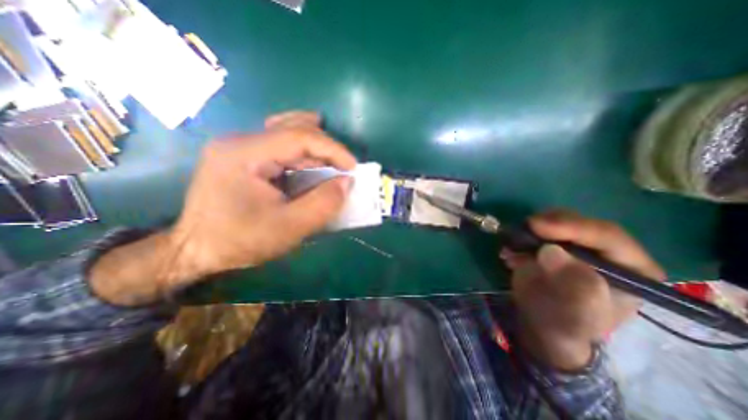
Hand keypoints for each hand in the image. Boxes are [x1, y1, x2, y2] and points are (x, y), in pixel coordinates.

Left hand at [171, 111, 356, 279]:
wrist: (195, 251)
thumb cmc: (240, 241)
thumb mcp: (289, 228)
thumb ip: (323, 204)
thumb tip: (346, 182)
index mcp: (244, 153)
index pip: (298, 137)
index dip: (332, 149)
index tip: (353, 167)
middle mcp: (240, 141)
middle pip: (293, 129)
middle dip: (325, 146)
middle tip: (344, 165)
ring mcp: (240, 148)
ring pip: (287, 133)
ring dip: (315, 147)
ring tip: (334, 160)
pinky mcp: (244, 158)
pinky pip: (280, 146)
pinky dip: (302, 153)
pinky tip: (312, 161)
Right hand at [502, 211, 665, 368]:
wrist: (542, 321)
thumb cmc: (565, 324)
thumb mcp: (574, 316)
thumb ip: (571, 288)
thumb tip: (550, 251)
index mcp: (630, 268)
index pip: (608, 237)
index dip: (573, 228)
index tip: (537, 226)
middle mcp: (605, 249)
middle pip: (580, 222)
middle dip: (550, 223)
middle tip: (524, 228)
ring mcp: (576, 243)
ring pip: (556, 220)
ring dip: (531, 229)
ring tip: (512, 246)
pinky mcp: (552, 241)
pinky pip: (536, 228)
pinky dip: (520, 234)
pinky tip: (510, 251)